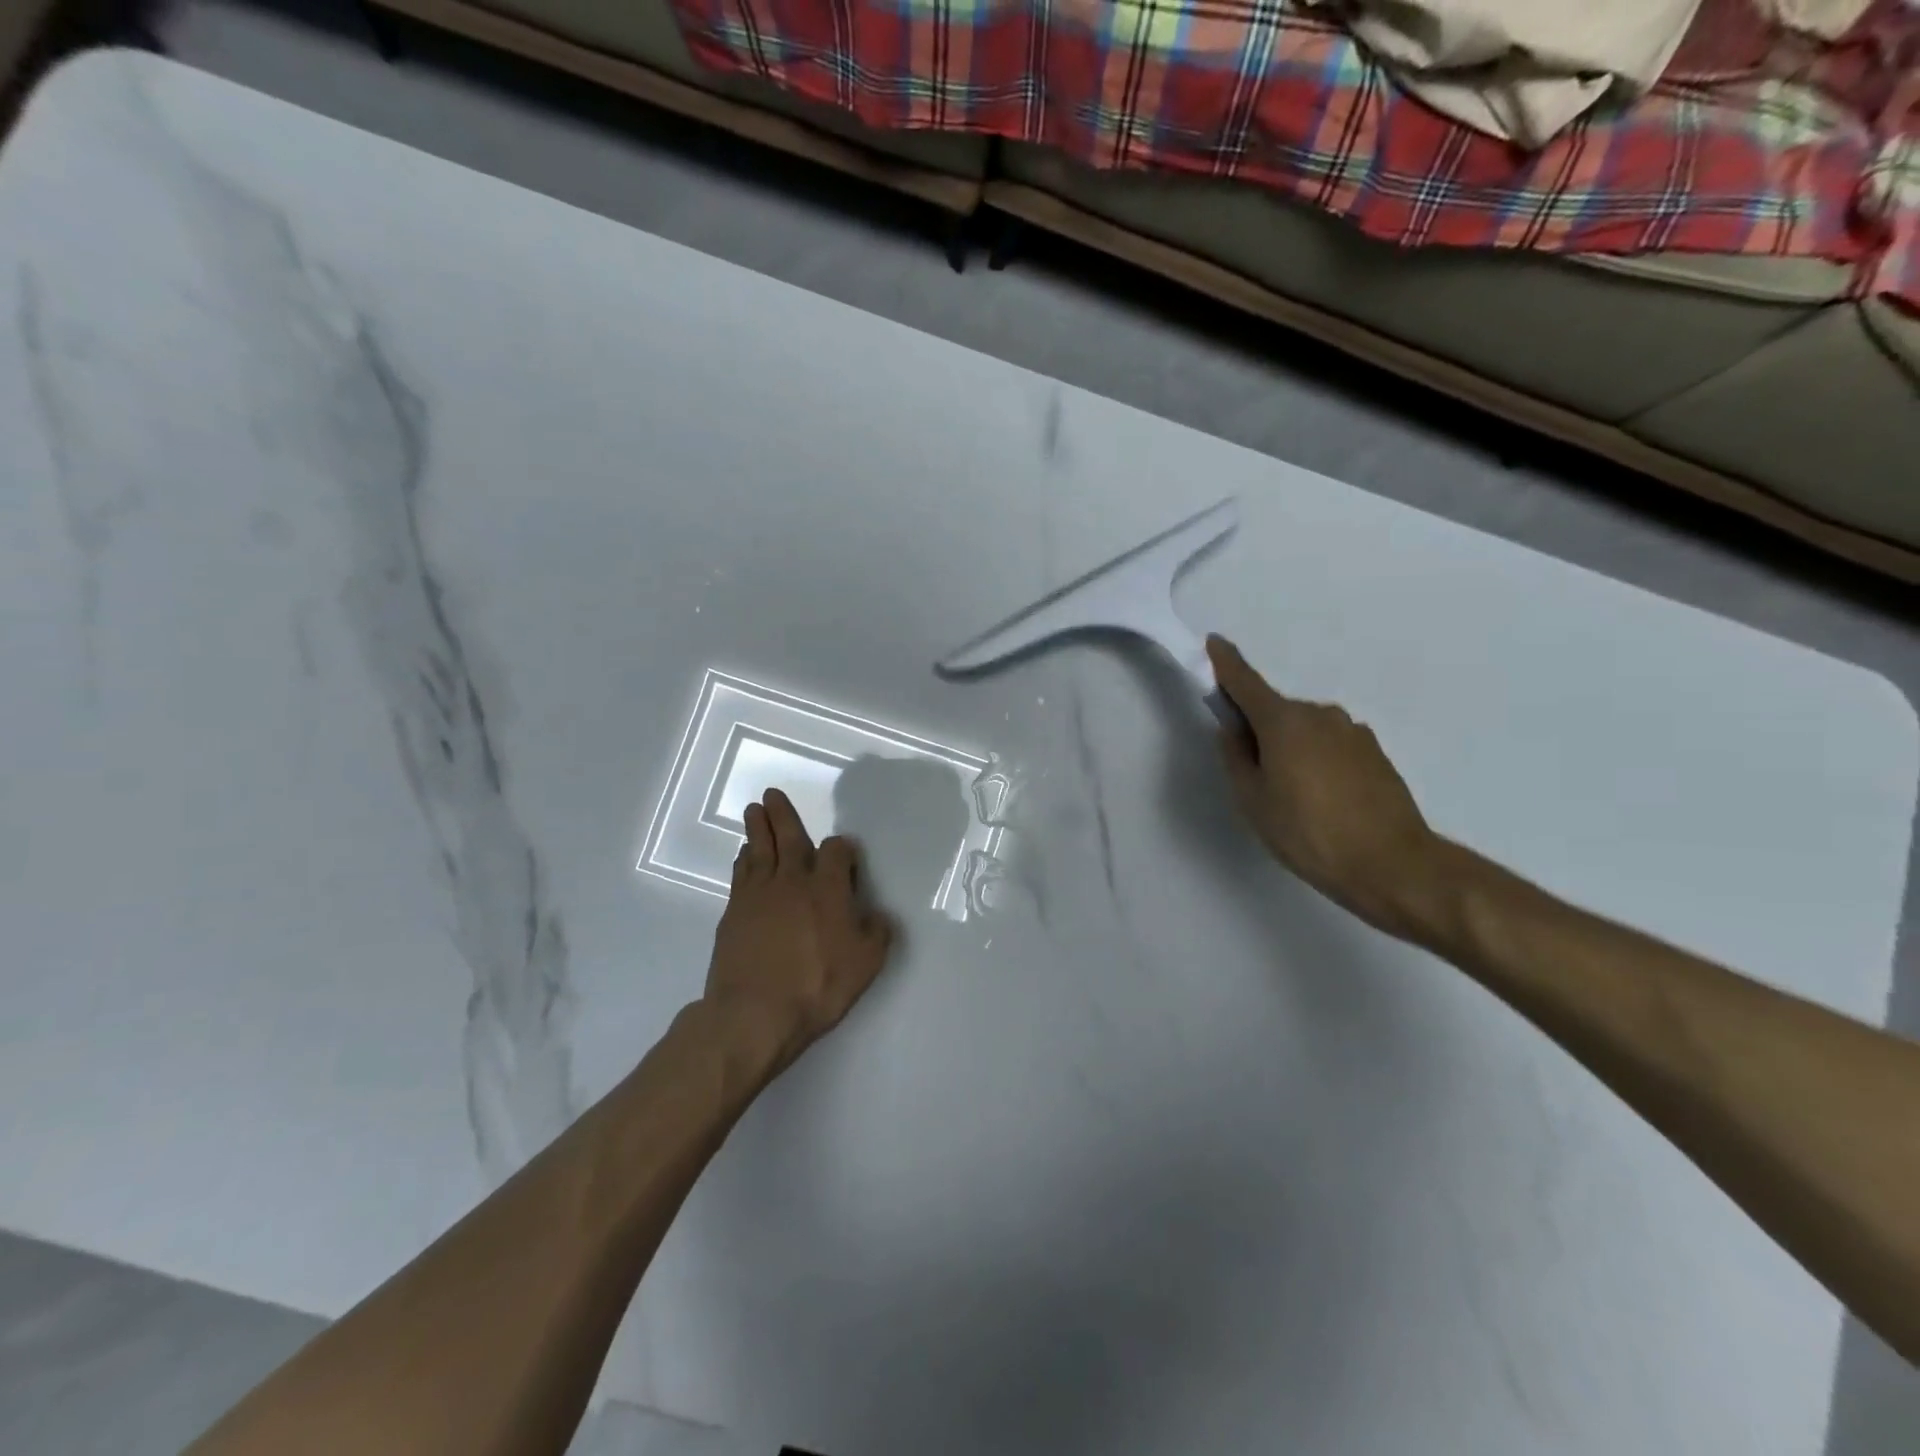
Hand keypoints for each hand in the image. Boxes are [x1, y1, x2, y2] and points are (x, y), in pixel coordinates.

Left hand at [703, 788, 895, 1075]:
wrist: (755, 1012)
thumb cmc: (818, 985)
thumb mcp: (867, 963)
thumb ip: (877, 932)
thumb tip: (876, 914)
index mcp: (828, 887)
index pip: (836, 851)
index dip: (842, 848)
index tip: (844, 853)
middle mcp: (792, 880)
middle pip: (788, 837)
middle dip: (782, 815)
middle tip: (770, 794)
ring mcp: (758, 895)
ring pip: (759, 851)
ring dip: (757, 829)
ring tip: (754, 812)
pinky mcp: (734, 913)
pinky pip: (740, 875)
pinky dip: (743, 860)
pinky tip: (744, 857)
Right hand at [1207, 635, 1444, 939]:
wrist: (1392, 864)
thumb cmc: (1308, 833)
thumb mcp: (1253, 801)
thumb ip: (1236, 758)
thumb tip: (1233, 731)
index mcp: (1283, 721)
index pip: (1245, 681)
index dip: (1225, 663)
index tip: (1213, 643)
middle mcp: (1319, 715)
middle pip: (1276, 710)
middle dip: (1259, 728)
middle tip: (1253, 773)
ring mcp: (1352, 731)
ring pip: (1305, 729)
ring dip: (1291, 747)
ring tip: (1292, 796)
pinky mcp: (1374, 752)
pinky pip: (1330, 745)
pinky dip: (1317, 760)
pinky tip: (1323, 800)